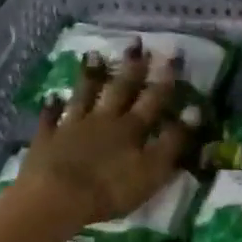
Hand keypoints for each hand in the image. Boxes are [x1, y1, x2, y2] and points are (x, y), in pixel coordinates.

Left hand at [4, 44, 199, 231]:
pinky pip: (50, 118)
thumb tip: (195, 111)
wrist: (55, 198)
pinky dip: (52, 107)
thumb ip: (173, 141)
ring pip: (84, 95)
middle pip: (120, 89)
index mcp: (132, 128)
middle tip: (136, 42)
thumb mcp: (153, 170)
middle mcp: (104, 120)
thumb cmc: (110, 189)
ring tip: (94, 54)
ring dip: (91, 76)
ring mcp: (72, 127)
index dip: (165, 79)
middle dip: (131, 67)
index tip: (172, 55)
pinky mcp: (47, 140)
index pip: (153, 99)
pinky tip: (52, 96)